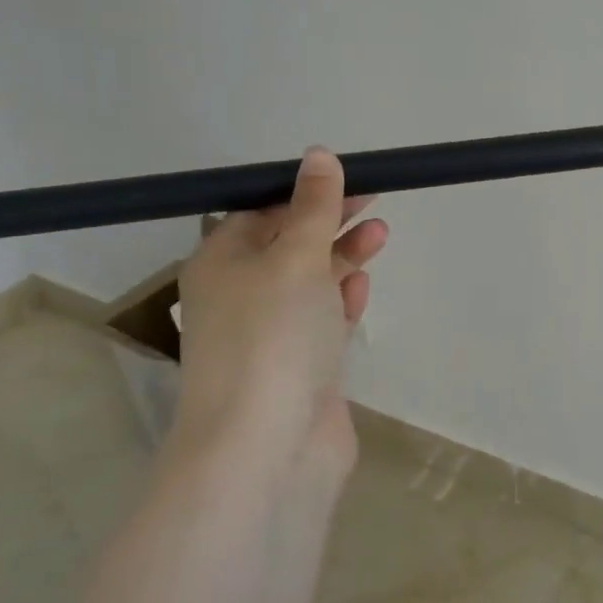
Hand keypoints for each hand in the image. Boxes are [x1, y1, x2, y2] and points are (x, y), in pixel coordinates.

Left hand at [170, 148, 387, 478]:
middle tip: (375, 200)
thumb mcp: (296, 257)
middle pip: (289, 245)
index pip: (260, 212)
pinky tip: (360, 288)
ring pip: (309, 283)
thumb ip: (314, 207)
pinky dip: (340, 301)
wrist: (266, 447)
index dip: (304, 192)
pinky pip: (321, 321)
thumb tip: (318, 155)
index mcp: (220, 263)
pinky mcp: (300, 367)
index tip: (349, 177)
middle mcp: (240, 295)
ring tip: (381, 235)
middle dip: (331, 221)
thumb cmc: (273, 336)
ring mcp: (270, 335)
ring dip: (343, 257)